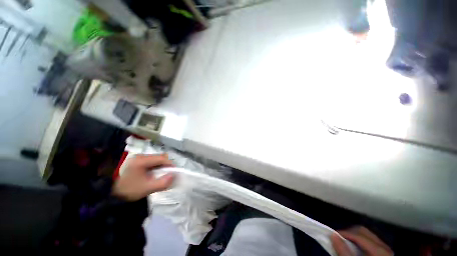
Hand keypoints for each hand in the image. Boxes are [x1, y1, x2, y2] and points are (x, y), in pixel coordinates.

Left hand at [112, 154, 174, 200]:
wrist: (113, 195)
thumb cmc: (130, 191)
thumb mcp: (147, 188)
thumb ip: (163, 183)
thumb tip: (174, 176)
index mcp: (141, 161)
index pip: (161, 158)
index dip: (170, 164)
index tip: (175, 171)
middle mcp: (140, 156)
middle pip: (159, 157)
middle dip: (166, 165)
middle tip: (169, 173)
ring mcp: (138, 158)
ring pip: (156, 158)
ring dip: (161, 165)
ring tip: (162, 174)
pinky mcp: (137, 161)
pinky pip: (151, 161)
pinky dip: (156, 166)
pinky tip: (155, 173)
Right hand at [331, 226, 392, 255]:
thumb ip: (344, 252)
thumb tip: (333, 235)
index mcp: (380, 250)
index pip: (359, 234)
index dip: (344, 233)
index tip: (332, 235)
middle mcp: (385, 247)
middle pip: (363, 231)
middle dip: (349, 233)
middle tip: (338, 239)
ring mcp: (386, 250)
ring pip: (367, 235)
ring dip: (354, 237)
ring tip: (346, 244)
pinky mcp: (385, 253)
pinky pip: (371, 241)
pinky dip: (361, 242)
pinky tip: (356, 249)